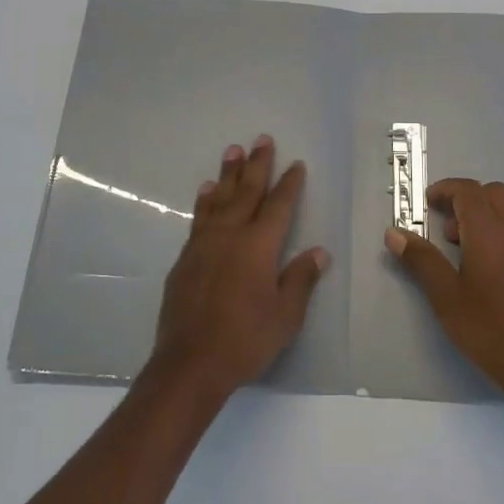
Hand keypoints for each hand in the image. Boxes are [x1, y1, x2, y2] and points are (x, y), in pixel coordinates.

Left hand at [150, 135, 329, 401]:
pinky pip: (199, 218)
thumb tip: (318, 252)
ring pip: (218, 199)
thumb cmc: (245, 340)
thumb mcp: (285, 315)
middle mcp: (230, 235)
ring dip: (227, 174)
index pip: (279, 205)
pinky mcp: (185, 259)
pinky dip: (204, 201)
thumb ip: (301, 279)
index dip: (289, 184)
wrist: (189, 363)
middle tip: (261, 139)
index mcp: (259, 246)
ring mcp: (203, 245)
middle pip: (246, 191)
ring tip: (232, 151)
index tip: (296, 164)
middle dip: (256, 165)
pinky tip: (205, 192)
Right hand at [385, 178, 503, 397]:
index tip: (428, 204)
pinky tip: (500, 264)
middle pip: (494, 193)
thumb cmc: (488, 329)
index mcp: (489, 232)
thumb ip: (421, 260)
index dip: (446, 190)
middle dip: (468, 200)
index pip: (468, 191)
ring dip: (493, 213)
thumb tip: (394, 233)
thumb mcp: (445, 296)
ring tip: (475, 243)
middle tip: (449, 228)